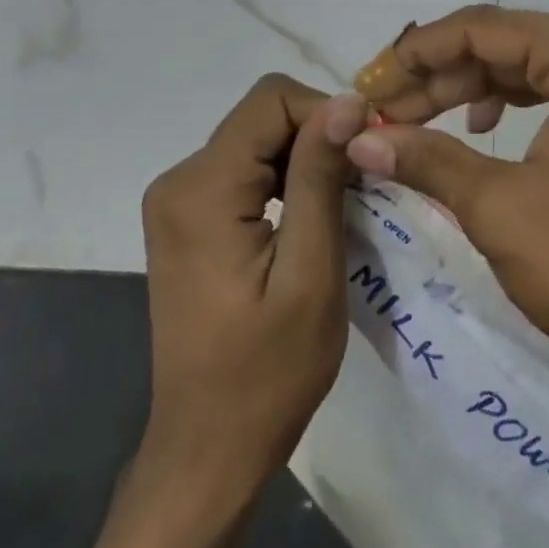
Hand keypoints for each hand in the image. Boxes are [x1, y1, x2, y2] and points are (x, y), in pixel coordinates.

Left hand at [135, 74, 366, 502]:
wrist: (210, 447)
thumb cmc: (268, 371)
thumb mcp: (312, 271)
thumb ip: (321, 178)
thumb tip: (349, 101)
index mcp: (202, 190)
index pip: (272, 100)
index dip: (329, 114)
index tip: (369, 157)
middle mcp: (179, 181)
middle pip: (265, 116)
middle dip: (322, 137)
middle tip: (366, 187)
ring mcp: (179, 201)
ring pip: (260, 139)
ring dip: (310, 159)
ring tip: (348, 204)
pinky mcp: (191, 219)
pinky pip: (248, 169)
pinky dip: (290, 179)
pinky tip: (315, 217)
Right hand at [345, 6, 548, 385]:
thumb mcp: (500, 207)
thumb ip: (427, 159)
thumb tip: (360, 139)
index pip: (485, 29)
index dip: (418, 53)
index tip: (368, 83)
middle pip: (508, 43)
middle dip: (440, 75)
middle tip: (383, 110)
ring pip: (529, 68)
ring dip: (470, 91)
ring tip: (416, 122)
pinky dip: (511, 106)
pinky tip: (479, 130)